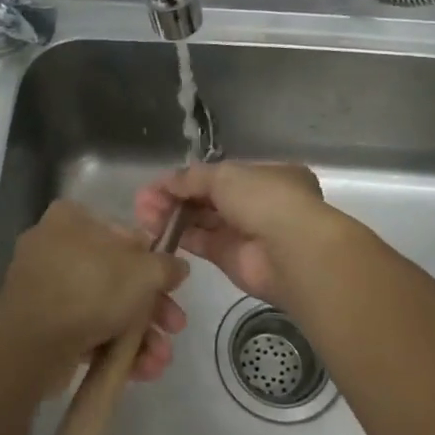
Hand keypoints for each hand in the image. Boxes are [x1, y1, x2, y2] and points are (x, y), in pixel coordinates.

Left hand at [0, 200, 188, 387]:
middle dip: (151, 308)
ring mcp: (44, 288)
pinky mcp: (40, 325)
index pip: (123, 234)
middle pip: (117, 276)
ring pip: (104, 307)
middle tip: (174, 328)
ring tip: (159, 361)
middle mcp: (53, 247)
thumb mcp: (144, 271)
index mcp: (71, 219)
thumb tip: (177, 268)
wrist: (32, 344)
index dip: (153, 262)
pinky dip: (112, 347)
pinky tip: (140, 370)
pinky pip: (85, 330)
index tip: (172, 287)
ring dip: (138, 334)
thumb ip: (166, 266)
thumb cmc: (90, 289)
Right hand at [134, 162, 332, 305]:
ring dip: (174, 216)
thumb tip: (166, 182)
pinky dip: (181, 236)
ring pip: (203, 221)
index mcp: (267, 175)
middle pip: (209, 198)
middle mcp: (259, 203)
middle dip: (176, 197)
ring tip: (142, 214)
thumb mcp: (225, 175)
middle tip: (143, 201)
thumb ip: (192, 178)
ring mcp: (247, 232)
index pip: (222, 174)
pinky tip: (156, 230)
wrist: (291, 252)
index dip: (189, 177)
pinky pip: (203, 243)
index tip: (159, 183)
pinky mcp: (233, 260)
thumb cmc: (265, 199)